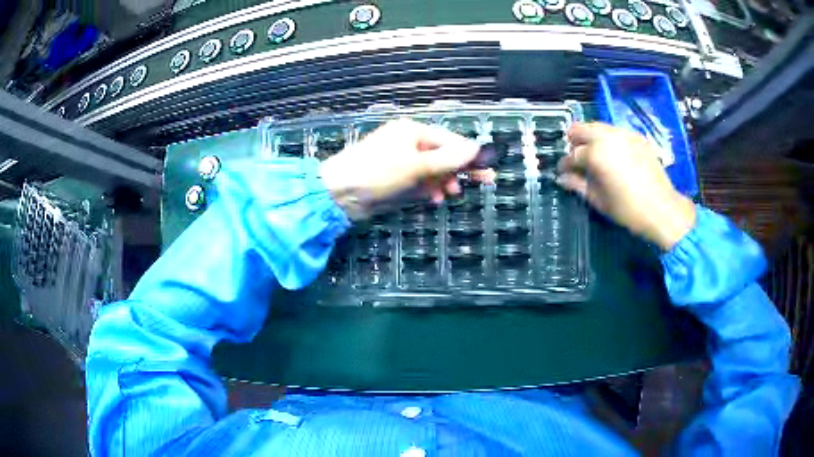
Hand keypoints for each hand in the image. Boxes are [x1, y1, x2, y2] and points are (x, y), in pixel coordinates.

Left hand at [320, 119, 491, 219]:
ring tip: (449, 195)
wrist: (339, 193)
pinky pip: (419, 182)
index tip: (488, 168)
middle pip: (443, 155)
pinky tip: (434, 199)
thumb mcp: (416, 165)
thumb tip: (476, 148)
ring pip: (432, 171)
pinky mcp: (395, 179)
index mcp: (412, 131)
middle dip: (458, 170)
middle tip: (483, 183)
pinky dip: (428, 190)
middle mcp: (408, 143)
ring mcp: (401, 162)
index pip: (449, 141)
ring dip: (443, 182)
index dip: (469, 155)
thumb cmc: (377, 172)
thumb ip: (448, 159)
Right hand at [557, 123, 695, 249]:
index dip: (565, 163)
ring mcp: (624, 134)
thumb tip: (562, 178)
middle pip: (582, 129)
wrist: (662, 209)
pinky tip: (611, 152)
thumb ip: (577, 185)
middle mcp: (608, 137)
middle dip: (574, 140)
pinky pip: (616, 131)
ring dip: (591, 136)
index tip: (562, 170)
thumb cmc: (627, 209)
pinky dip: (608, 138)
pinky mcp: (637, 137)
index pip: (572, 154)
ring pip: (599, 126)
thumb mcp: (599, 200)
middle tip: (574, 154)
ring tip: (592, 152)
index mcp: (595, 154)